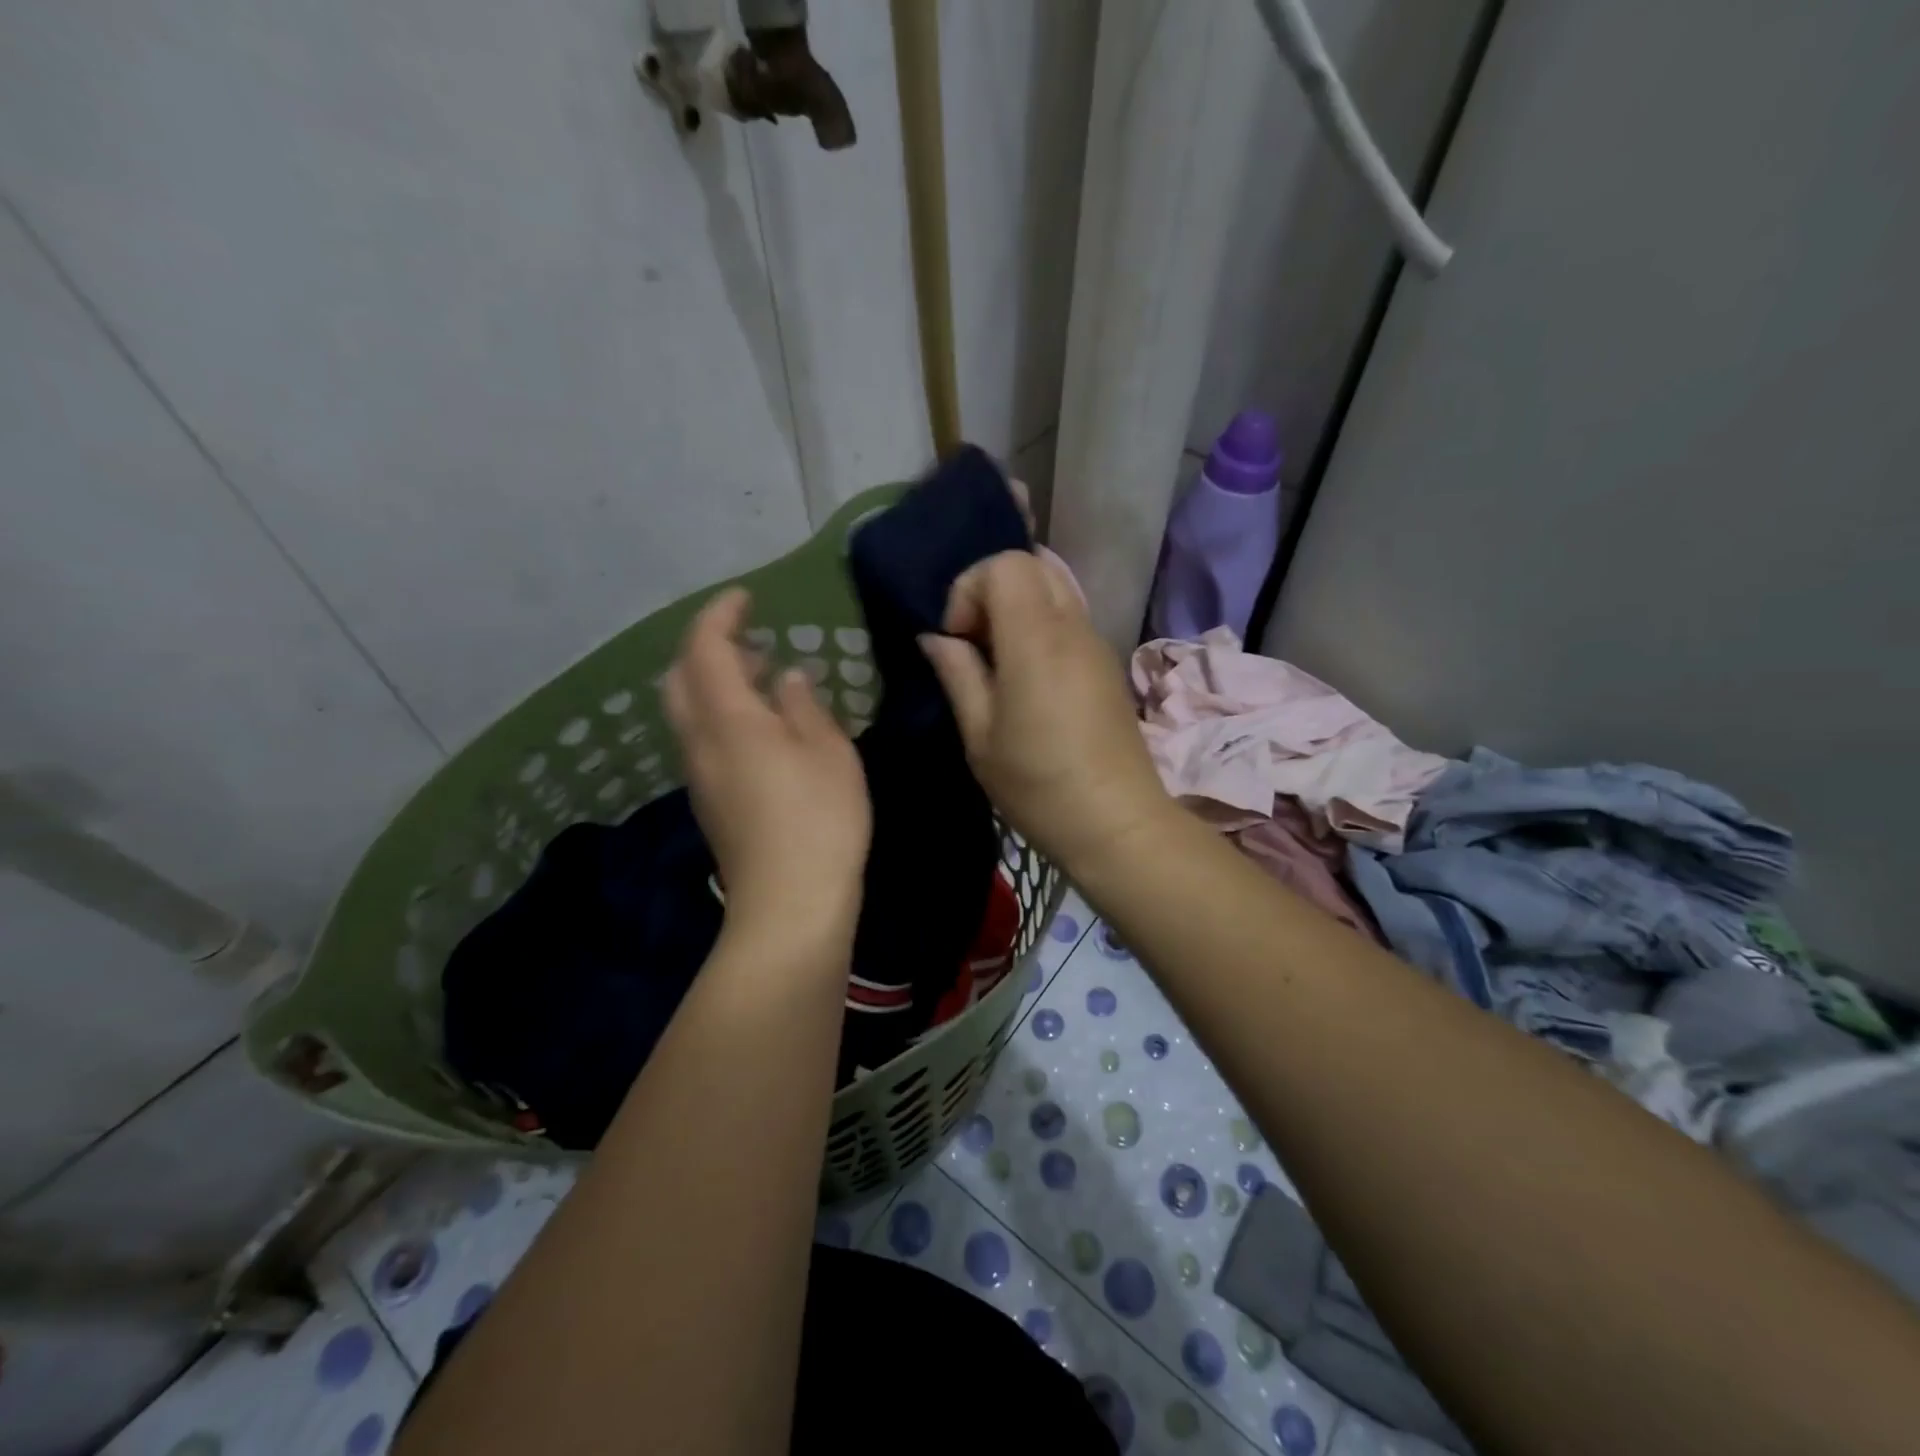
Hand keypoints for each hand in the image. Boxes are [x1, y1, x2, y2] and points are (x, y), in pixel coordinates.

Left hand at [664, 588, 871, 941]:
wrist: (789, 903)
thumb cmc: (820, 818)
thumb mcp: (828, 751)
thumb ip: (804, 706)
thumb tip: (787, 679)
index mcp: (728, 718)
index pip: (704, 647)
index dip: (720, 615)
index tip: (746, 597)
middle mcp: (699, 741)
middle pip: (680, 677)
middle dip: (707, 647)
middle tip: (751, 641)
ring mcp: (699, 775)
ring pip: (688, 710)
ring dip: (715, 682)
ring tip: (763, 677)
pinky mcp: (710, 802)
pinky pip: (702, 739)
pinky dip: (722, 714)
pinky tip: (763, 728)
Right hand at [918, 551, 1171, 873]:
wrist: (1117, 823)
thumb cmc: (1039, 785)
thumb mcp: (981, 737)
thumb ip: (957, 674)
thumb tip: (936, 638)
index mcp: (1037, 639)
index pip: (1006, 564)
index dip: (970, 589)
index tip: (958, 639)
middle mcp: (1073, 628)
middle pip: (1033, 565)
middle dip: (993, 591)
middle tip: (975, 644)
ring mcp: (1097, 644)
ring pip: (1054, 590)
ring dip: (1018, 610)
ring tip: (999, 665)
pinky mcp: (1108, 665)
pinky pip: (1069, 619)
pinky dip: (1041, 628)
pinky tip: (1029, 681)